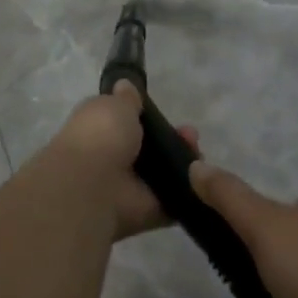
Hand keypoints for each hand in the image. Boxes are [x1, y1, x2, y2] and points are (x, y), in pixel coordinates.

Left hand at [46, 81, 199, 241]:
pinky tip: (204, 180)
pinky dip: (189, 193)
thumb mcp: (114, 105)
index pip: (126, 122)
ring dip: (184, 163)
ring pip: (165, 173)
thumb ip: (126, 99)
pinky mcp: (149, 212)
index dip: (147, 117)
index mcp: (100, 130)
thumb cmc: (100, 136)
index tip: (164, 111)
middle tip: (191, 134)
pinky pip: (173, 201)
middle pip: (151, 149)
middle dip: (173, 140)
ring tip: (198, 153)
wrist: (93, 185)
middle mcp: (114, 159)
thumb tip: (125, 85)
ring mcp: (131, 188)